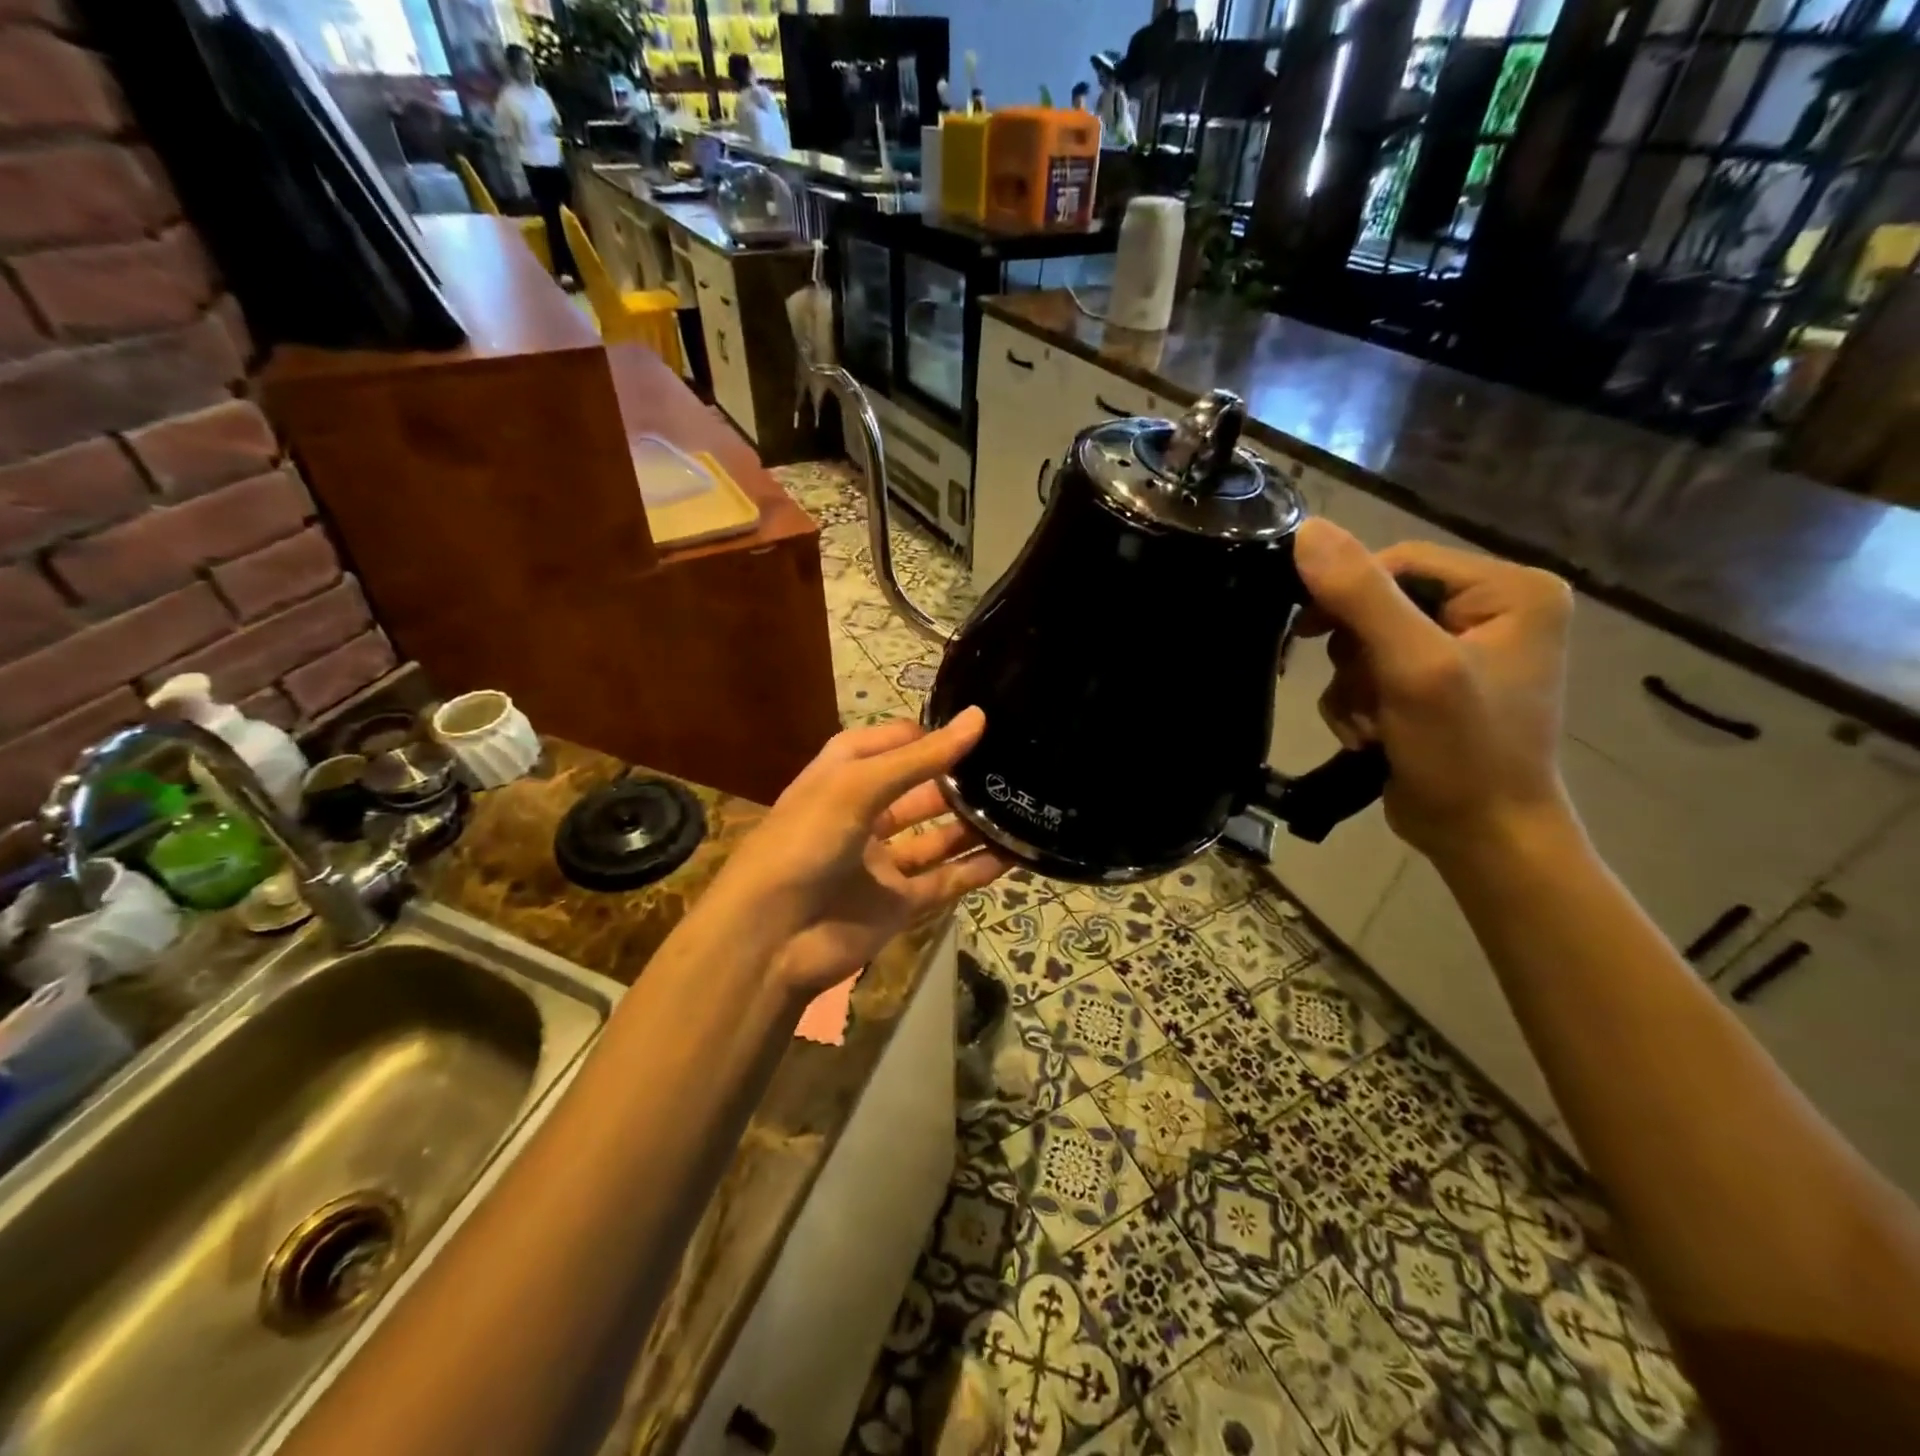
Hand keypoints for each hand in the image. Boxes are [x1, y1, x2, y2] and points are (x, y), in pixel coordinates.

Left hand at [707, 708, 1013, 999]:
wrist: (771, 937)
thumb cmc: (806, 841)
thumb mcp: (858, 786)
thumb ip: (921, 758)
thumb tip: (978, 717)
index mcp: (844, 775)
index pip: (896, 742)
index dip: (933, 735)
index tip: (982, 728)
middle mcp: (865, 813)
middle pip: (921, 790)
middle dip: (960, 780)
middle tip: (1012, 768)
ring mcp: (882, 861)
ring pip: (937, 838)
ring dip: (974, 825)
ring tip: (1021, 807)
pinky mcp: (898, 903)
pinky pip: (945, 882)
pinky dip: (976, 871)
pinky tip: (1013, 856)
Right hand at [1292, 518, 1574, 860]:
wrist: (1482, 837)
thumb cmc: (1464, 750)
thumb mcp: (1412, 667)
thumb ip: (1362, 595)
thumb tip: (1307, 530)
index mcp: (1511, 589)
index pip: (1401, 561)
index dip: (1348, 592)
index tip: (1306, 632)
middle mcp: (1492, 611)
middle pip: (1380, 603)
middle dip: (1355, 656)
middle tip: (1363, 694)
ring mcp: (1461, 651)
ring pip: (1366, 643)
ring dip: (1352, 687)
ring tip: (1370, 726)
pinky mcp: (1433, 686)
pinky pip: (1370, 674)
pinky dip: (1357, 705)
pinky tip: (1369, 737)